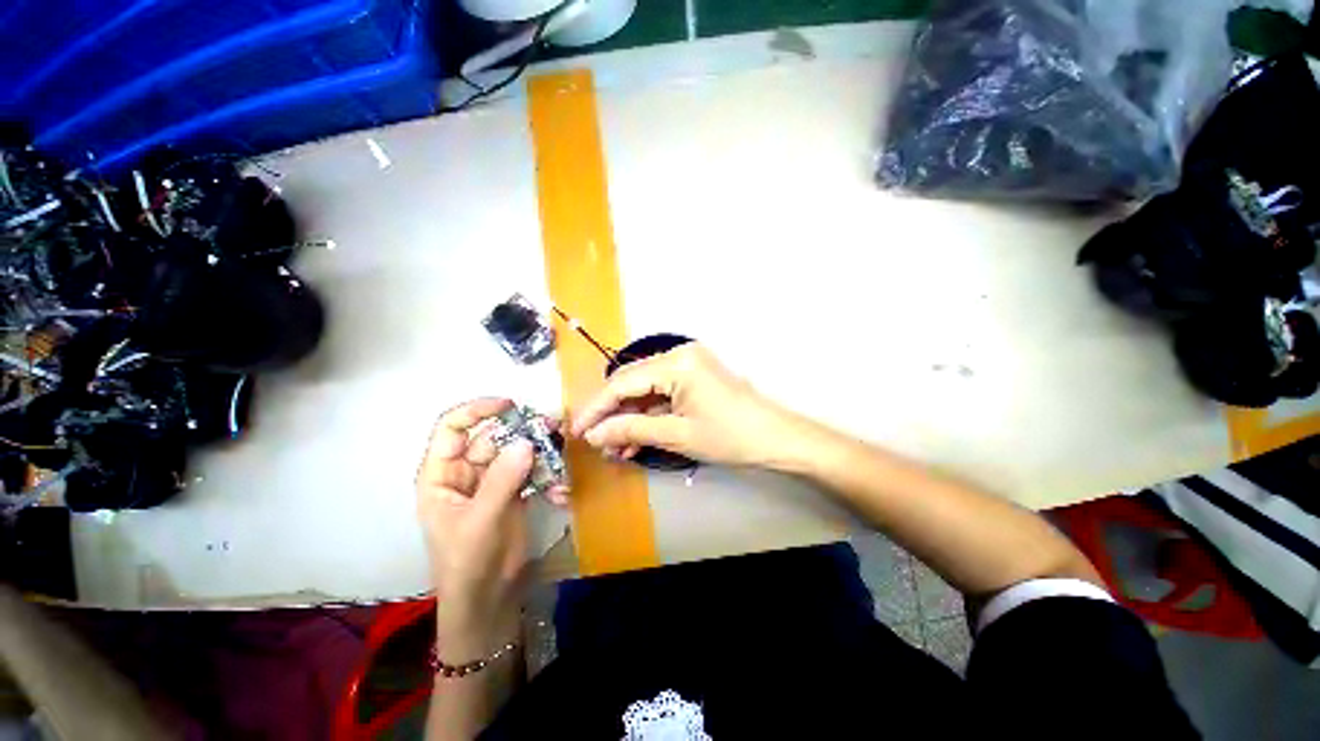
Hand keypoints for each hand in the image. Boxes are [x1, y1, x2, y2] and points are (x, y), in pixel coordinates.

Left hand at [416, 398, 555, 660]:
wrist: (488, 600)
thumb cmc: (467, 563)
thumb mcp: (480, 521)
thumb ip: (502, 480)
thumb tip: (526, 442)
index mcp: (442, 475)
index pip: (452, 428)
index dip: (477, 411)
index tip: (510, 405)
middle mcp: (466, 472)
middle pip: (493, 437)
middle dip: (522, 431)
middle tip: (553, 427)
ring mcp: (493, 482)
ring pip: (517, 452)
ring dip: (540, 452)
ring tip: (562, 453)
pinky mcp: (515, 493)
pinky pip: (532, 472)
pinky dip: (548, 477)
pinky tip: (561, 492)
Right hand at [571, 343, 802, 467]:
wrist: (776, 438)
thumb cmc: (730, 436)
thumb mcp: (676, 435)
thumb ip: (632, 430)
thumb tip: (594, 434)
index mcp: (676, 363)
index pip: (623, 382)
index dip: (596, 407)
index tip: (577, 429)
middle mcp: (679, 354)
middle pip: (631, 382)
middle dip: (612, 413)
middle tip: (595, 440)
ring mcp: (688, 363)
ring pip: (645, 389)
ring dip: (629, 417)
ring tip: (614, 447)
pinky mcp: (693, 376)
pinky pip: (662, 393)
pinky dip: (648, 414)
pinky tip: (635, 438)